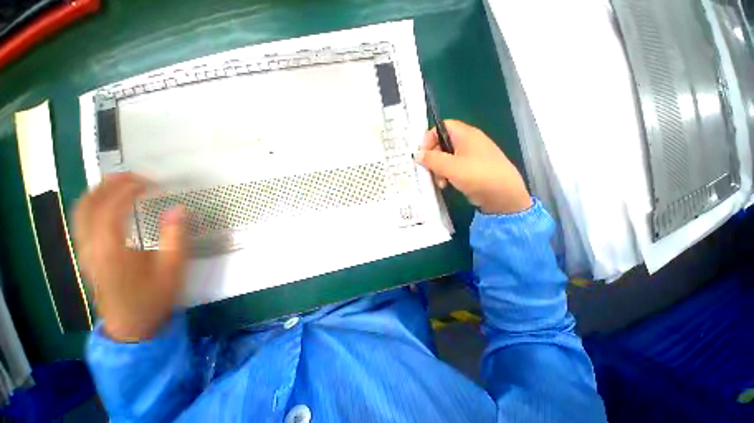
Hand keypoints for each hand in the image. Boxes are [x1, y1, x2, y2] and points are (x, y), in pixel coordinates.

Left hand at [73, 173, 186, 341]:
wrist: (131, 325)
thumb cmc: (154, 298)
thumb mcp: (173, 269)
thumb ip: (176, 237)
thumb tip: (179, 208)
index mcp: (112, 250)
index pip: (112, 208)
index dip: (130, 189)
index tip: (151, 182)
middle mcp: (91, 247)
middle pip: (89, 205)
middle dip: (109, 184)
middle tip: (134, 176)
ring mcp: (85, 251)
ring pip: (80, 212)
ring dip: (98, 192)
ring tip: (121, 182)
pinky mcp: (86, 255)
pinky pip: (82, 221)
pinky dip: (93, 204)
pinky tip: (109, 203)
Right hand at [416, 120, 531, 214]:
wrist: (503, 195)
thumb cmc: (477, 175)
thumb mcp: (450, 167)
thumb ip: (431, 159)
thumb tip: (416, 154)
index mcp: (465, 134)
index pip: (442, 126)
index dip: (429, 138)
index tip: (422, 153)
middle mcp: (469, 142)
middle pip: (443, 143)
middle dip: (433, 158)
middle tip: (430, 171)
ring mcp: (471, 156)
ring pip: (447, 158)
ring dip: (439, 170)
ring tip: (440, 182)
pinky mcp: (473, 169)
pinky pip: (454, 168)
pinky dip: (447, 175)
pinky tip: (447, 185)